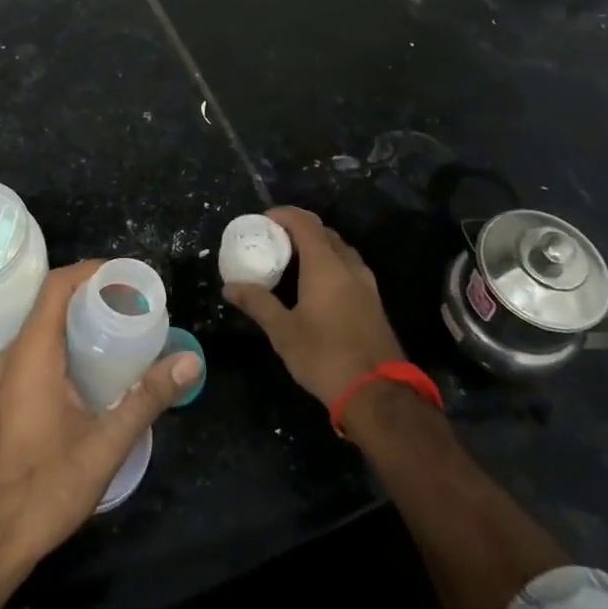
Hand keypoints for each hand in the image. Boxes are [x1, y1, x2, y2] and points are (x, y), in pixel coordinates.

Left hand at [0, 262, 202, 582]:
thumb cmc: (42, 490)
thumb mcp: (104, 445)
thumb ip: (147, 398)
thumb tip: (190, 360)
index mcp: (31, 354)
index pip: (57, 286)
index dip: (92, 271)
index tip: (130, 277)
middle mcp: (13, 357)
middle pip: (51, 302)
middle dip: (93, 294)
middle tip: (136, 304)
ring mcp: (5, 379)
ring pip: (43, 328)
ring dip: (80, 319)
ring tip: (123, 329)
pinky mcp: (6, 398)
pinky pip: (37, 351)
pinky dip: (67, 343)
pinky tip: (96, 369)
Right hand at [224, 207, 403, 405]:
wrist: (378, 393)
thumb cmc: (325, 356)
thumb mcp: (283, 332)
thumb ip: (257, 303)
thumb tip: (229, 287)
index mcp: (326, 265)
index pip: (305, 223)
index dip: (284, 215)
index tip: (263, 220)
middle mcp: (349, 265)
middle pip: (324, 232)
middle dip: (299, 229)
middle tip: (274, 241)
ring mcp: (366, 283)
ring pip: (339, 249)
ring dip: (317, 246)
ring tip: (292, 261)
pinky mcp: (373, 301)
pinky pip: (348, 267)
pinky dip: (330, 263)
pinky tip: (315, 285)